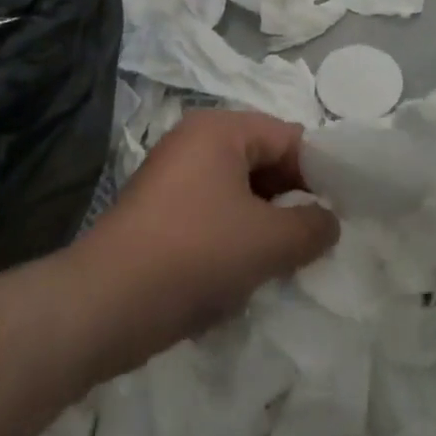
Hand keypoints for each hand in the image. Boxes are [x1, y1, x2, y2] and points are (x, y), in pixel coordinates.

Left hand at [68, 109, 338, 379]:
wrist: (100, 307)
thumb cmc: (193, 255)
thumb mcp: (265, 243)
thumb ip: (310, 228)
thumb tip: (330, 221)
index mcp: (221, 128)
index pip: (287, 137)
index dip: (317, 174)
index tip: (334, 214)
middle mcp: (195, 139)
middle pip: (261, 161)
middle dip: (287, 201)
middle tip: (309, 242)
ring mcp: (171, 174)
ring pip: (236, 190)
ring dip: (260, 223)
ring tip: (275, 263)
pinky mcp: (156, 210)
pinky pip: (210, 211)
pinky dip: (230, 236)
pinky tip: (235, 275)